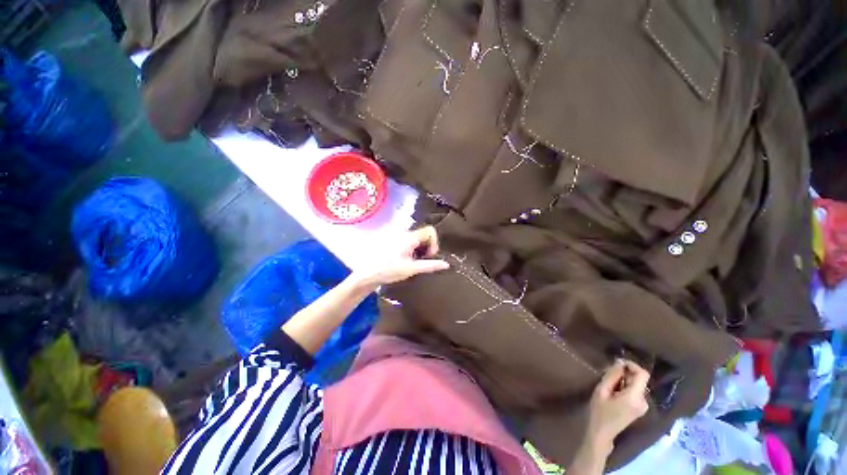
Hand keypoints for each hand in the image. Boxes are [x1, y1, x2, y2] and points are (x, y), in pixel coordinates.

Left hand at [351, 226, 449, 288]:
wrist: (367, 274)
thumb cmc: (389, 271)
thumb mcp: (411, 269)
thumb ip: (430, 265)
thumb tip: (446, 264)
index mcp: (410, 237)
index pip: (430, 231)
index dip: (434, 243)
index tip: (429, 256)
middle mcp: (404, 233)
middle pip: (424, 234)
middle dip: (427, 247)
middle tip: (422, 261)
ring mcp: (397, 236)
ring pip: (417, 238)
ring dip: (420, 249)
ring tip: (414, 262)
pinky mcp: (393, 241)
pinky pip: (409, 240)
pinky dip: (413, 249)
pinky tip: (406, 260)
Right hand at [584, 359, 649, 454]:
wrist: (602, 433)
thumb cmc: (599, 411)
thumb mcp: (602, 391)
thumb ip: (612, 376)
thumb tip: (620, 362)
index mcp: (635, 397)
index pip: (643, 374)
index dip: (632, 365)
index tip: (617, 362)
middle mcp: (644, 401)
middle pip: (639, 379)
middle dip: (625, 372)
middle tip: (608, 372)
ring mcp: (643, 406)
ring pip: (637, 384)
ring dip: (624, 379)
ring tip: (609, 382)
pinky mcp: (640, 408)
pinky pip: (635, 391)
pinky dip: (626, 386)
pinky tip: (614, 390)